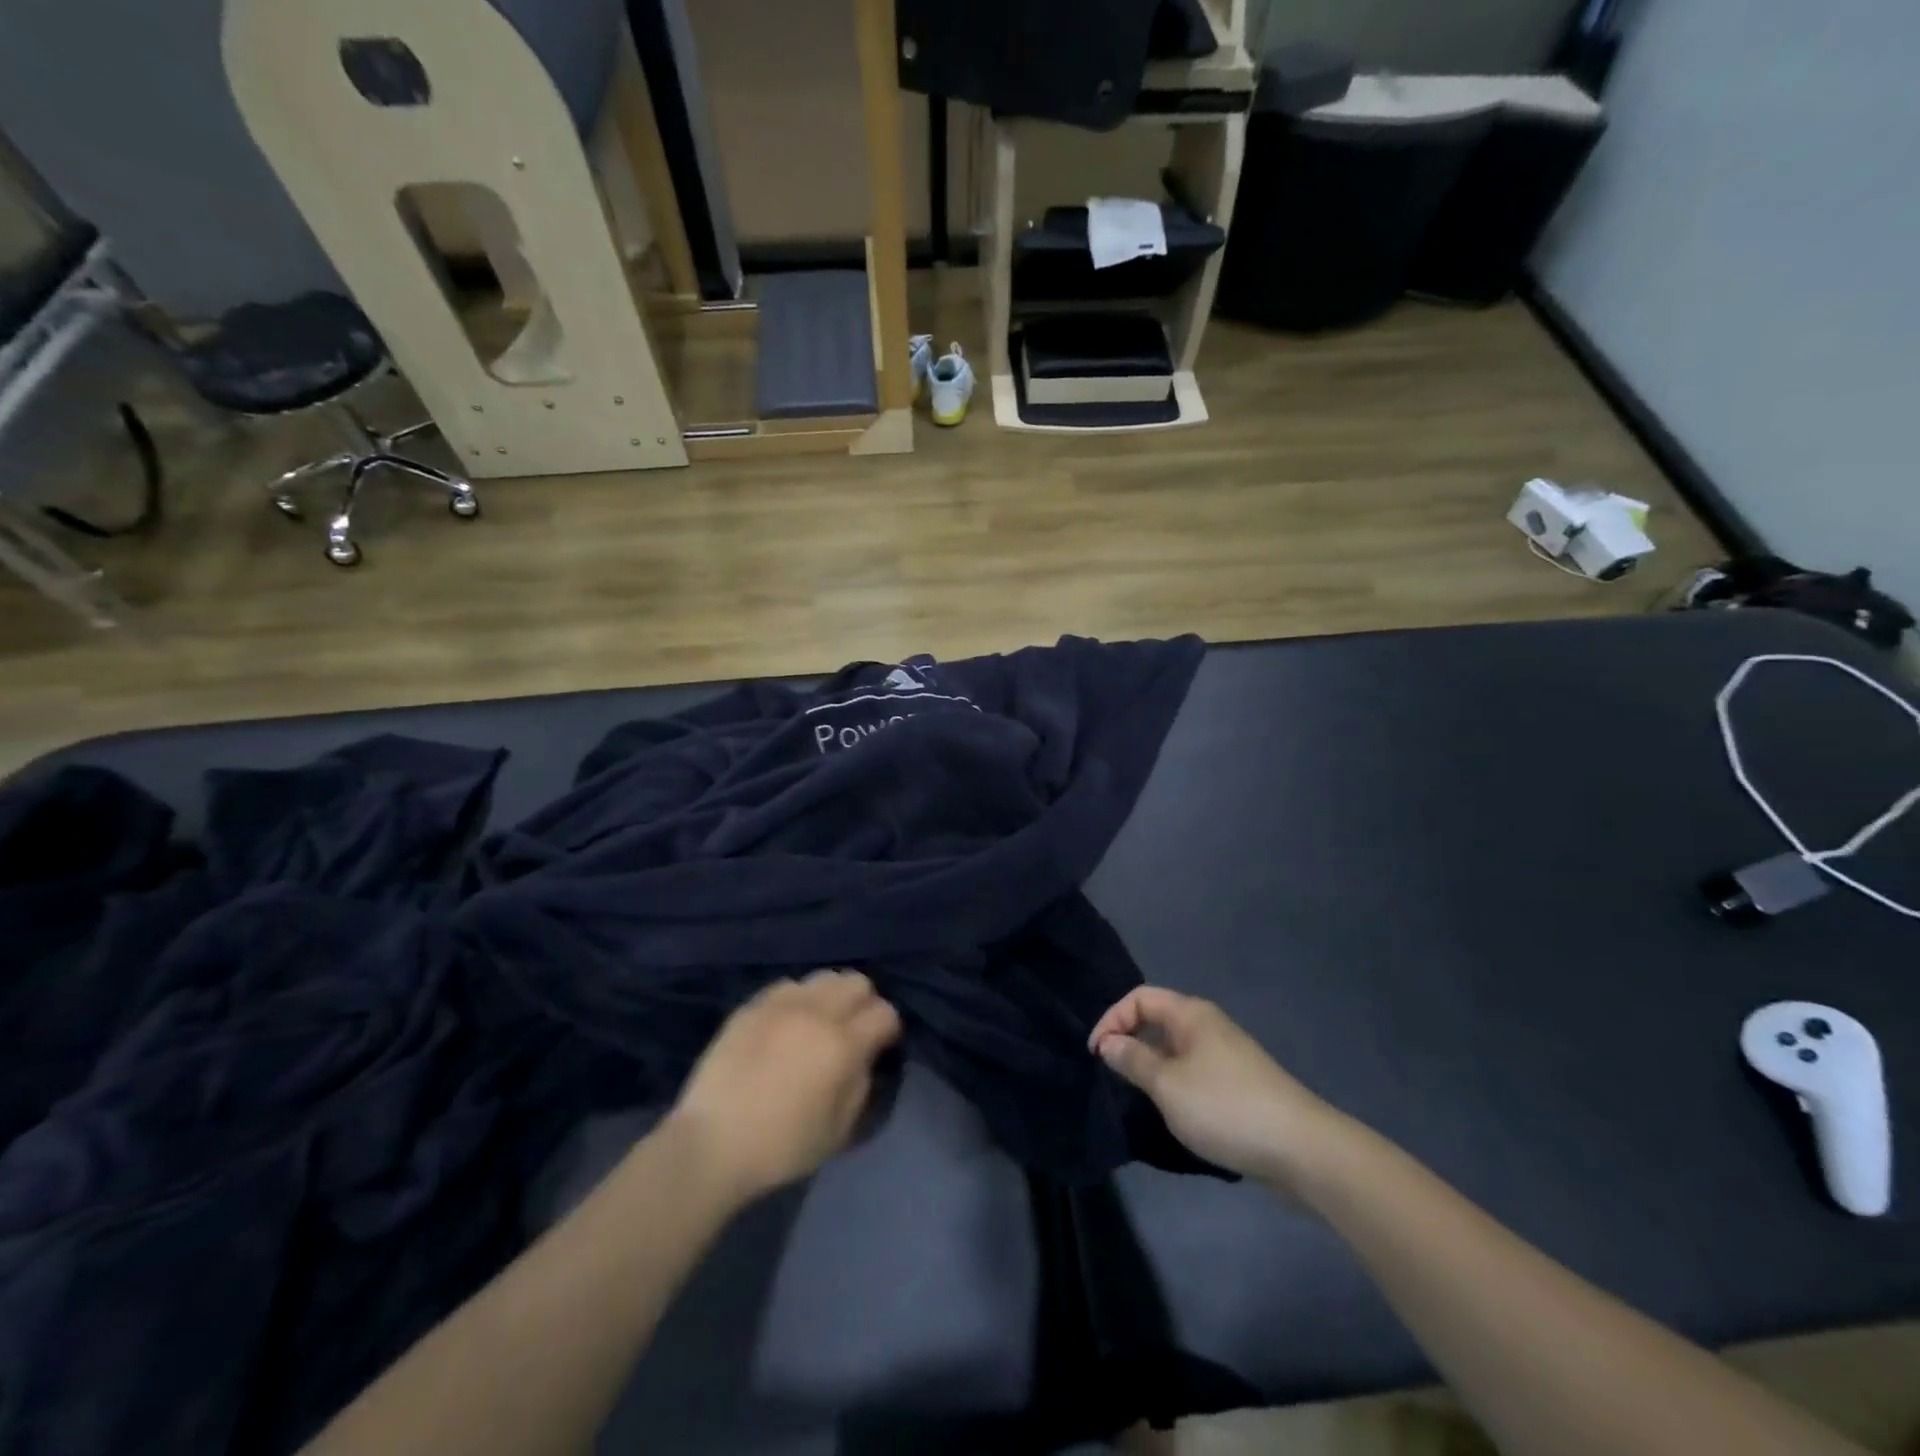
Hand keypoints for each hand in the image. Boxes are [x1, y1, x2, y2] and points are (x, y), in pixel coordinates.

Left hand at [667, 970, 901, 1204]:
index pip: (884, 1013)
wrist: (712, 1144)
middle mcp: (816, 1013)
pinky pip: (788, 986)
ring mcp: (781, 1005)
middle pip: (857, 982)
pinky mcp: (752, 1005)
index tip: (880, 1046)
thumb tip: (865, 1057)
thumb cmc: (782, 1146)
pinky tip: (787, 1024)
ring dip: (831, 997)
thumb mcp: (839, 1130)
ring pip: (823, 977)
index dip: (888, 1029)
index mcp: (842, 1045)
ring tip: (819, 1023)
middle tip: (852, 1030)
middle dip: (863, 1003)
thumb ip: (861, 1084)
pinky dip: (797, 1000)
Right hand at [1089, 986, 1345, 1186]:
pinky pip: (1192, 1070)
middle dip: (1129, 1040)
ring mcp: (1226, 1054)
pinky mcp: (1238, 1084)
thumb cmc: (1224, 1107)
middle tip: (1111, 1073)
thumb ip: (1132, 1060)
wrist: (1301, 1149)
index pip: (1139, 997)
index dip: (1111, 1019)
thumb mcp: (1167, 1085)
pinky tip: (1172, 1110)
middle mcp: (1208, 1025)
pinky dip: (1173, 1082)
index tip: (1096, 1054)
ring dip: (1151, 1064)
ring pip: (1175, 1048)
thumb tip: (1108, 1042)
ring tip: (1136, 1094)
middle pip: (1157, 1018)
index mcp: (1190, 1014)